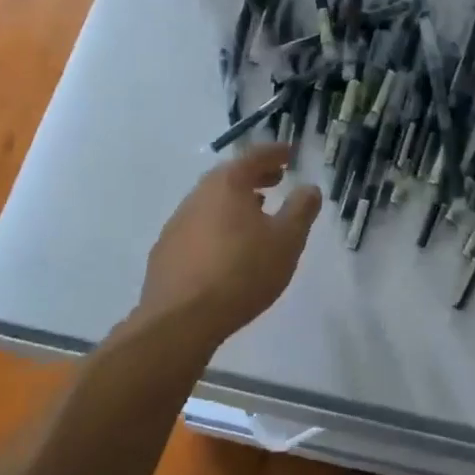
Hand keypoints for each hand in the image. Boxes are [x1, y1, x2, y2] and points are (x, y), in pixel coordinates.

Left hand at [139, 143, 321, 347]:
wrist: (181, 321)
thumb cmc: (242, 272)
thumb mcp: (287, 240)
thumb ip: (301, 209)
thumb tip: (309, 188)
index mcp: (227, 185)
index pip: (254, 157)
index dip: (275, 153)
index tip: (290, 153)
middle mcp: (197, 196)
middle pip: (229, 177)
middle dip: (254, 176)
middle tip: (276, 180)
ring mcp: (176, 225)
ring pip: (211, 203)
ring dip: (235, 202)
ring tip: (256, 215)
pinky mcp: (165, 253)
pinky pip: (198, 228)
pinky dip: (218, 226)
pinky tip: (227, 249)